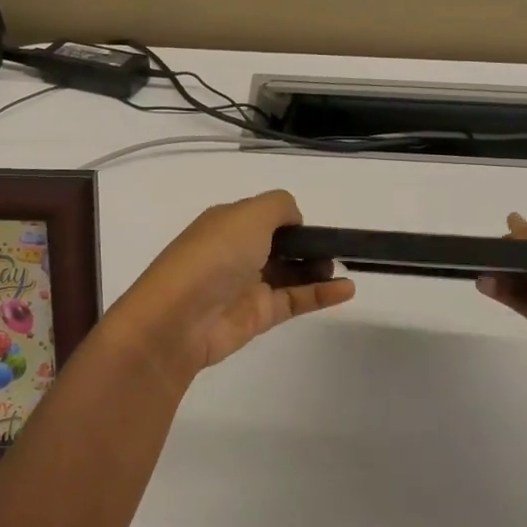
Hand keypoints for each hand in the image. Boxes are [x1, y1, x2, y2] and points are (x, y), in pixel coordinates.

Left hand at [112, 190, 354, 382]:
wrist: (179, 318)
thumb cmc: (214, 256)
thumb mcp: (248, 214)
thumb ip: (279, 207)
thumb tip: (296, 220)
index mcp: (228, 223)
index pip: (265, 216)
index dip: (291, 219)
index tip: (314, 225)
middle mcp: (238, 251)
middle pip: (281, 245)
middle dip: (308, 244)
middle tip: (335, 248)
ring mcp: (249, 285)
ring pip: (291, 273)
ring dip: (318, 268)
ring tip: (343, 267)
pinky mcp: (260, 315)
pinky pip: (297, 300)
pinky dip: (322, 294)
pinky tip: (347, 289)